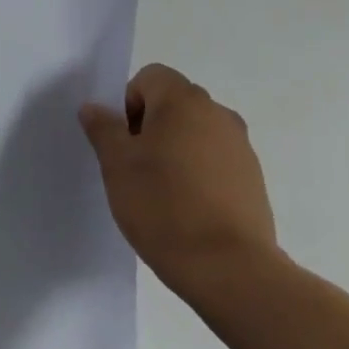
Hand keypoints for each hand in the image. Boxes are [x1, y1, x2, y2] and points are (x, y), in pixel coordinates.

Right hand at [79, 64, 279, 301]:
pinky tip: (188, 210)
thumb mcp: (116, 164)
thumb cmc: (163, 205)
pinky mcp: (254, 181)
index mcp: (184, 100)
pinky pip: (216, 162)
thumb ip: (103, 128)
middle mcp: (218, 114)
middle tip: (135, 167)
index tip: (124, 143)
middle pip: (174, 104)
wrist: (230, 270)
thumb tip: (95, 108)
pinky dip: (199, 175)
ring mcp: (241, 148)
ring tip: (162, 193)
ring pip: (196, 134)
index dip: (128, 104)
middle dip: (150, 127)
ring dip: (176, 151)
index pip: (150, 77)